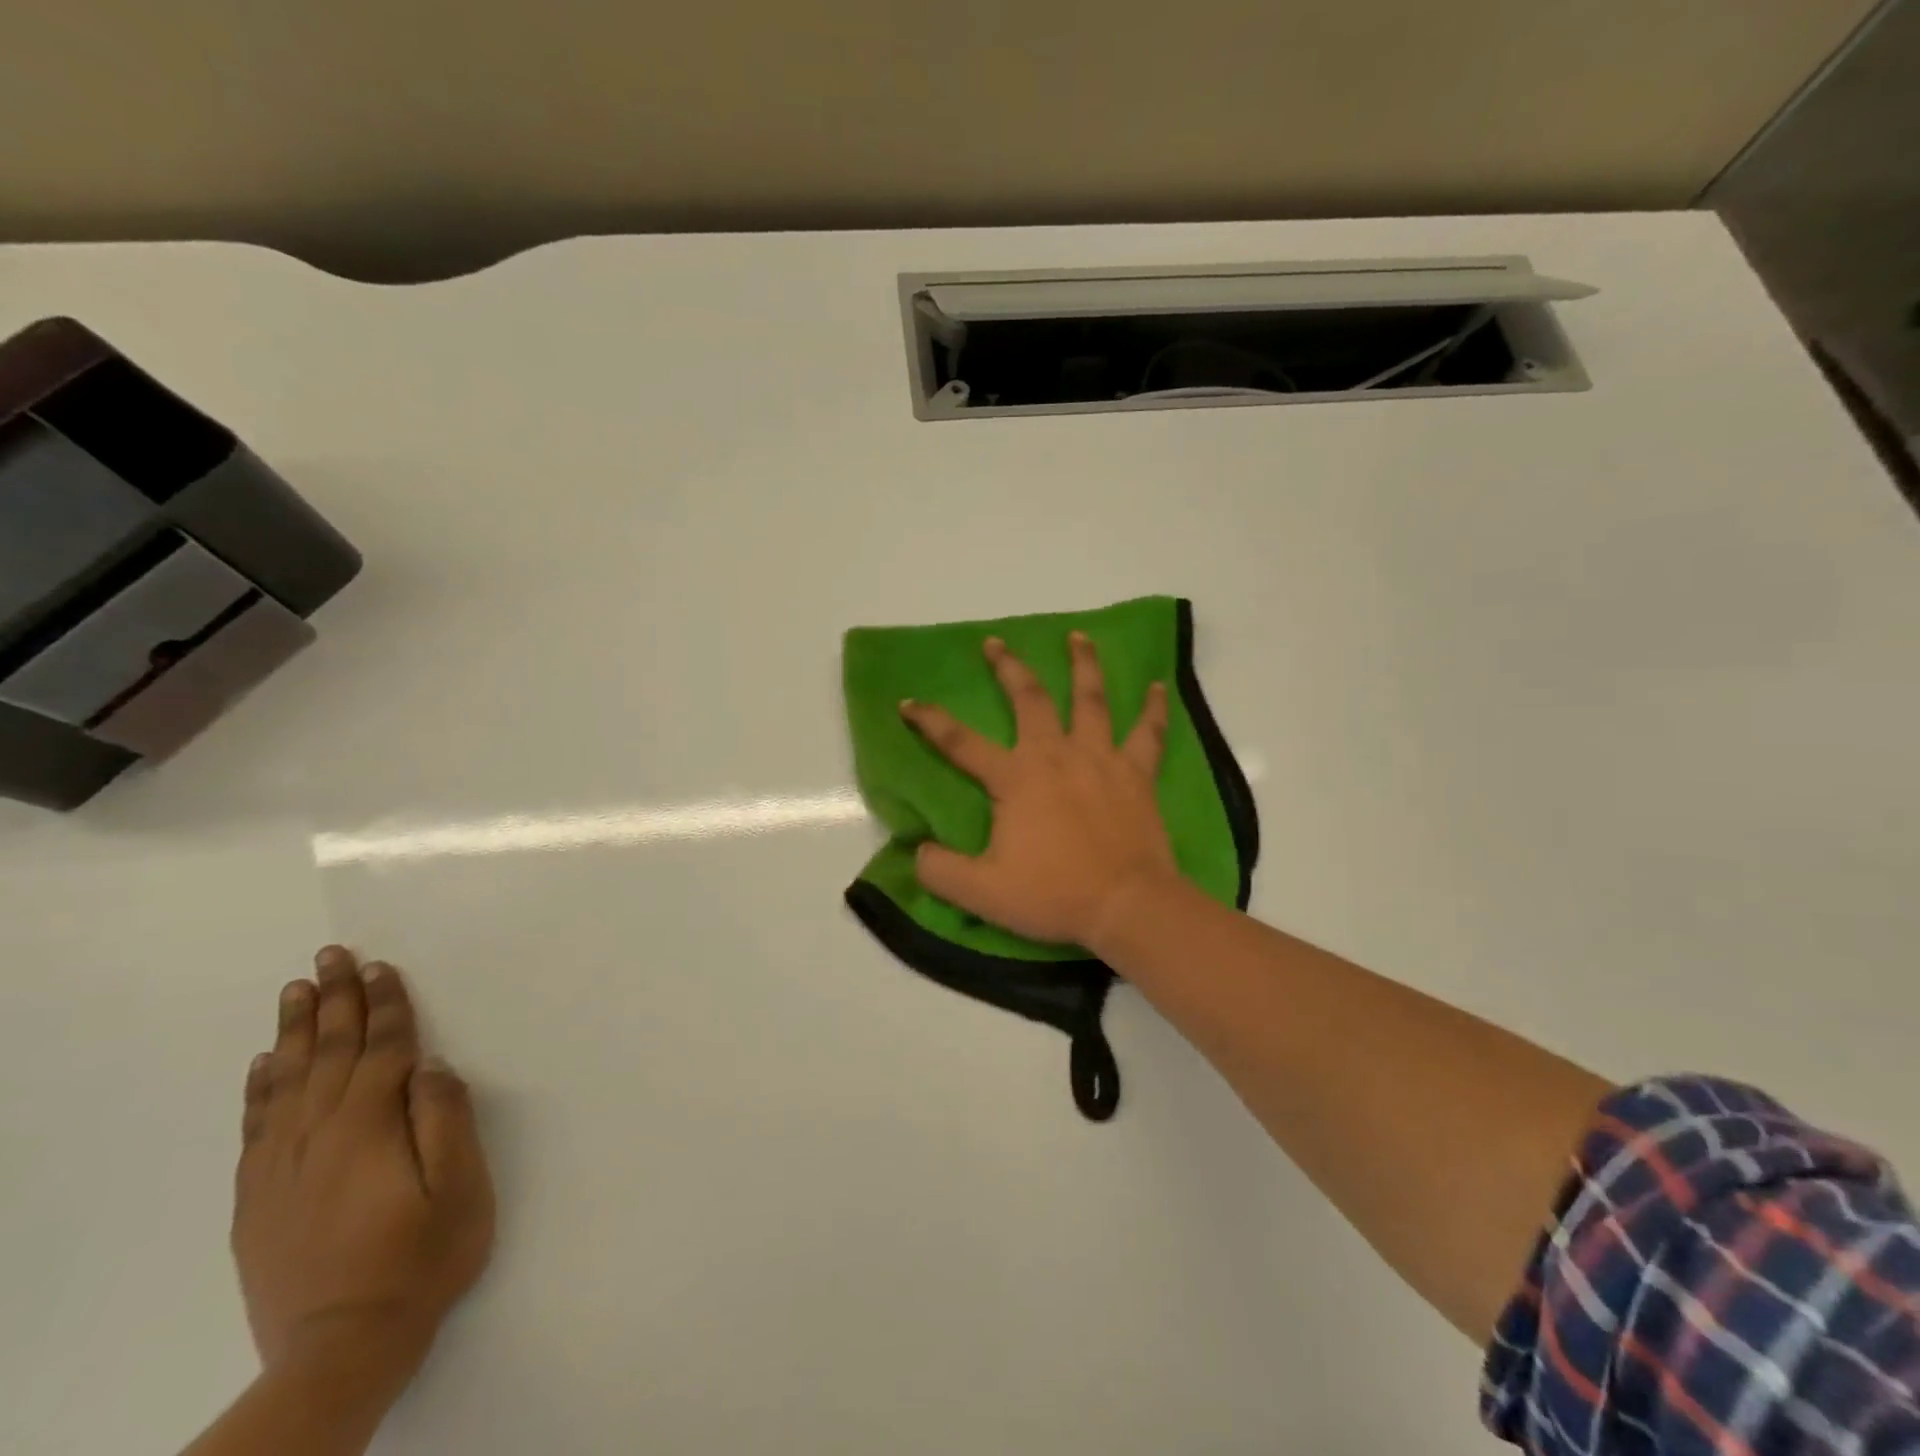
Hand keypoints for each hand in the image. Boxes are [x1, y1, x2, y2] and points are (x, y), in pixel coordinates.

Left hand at [232, 947, 494, 1380]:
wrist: (342, 1349)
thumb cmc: (422, 1257)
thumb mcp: (460, 1187)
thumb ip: (444, 1119)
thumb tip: (430, 1065)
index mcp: (369, 1128)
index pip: (379, 1049)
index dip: (384, 1005)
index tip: (380, 966)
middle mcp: (317, 1137)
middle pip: (327, 1054)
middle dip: (333, 1000)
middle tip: (330, 956)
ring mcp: (280, 1168)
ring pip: (285, 1081)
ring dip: (294, 1031)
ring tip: (296, 990)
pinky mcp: (258, 1199)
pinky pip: (255, 1125)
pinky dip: (259, 1087)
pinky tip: (263, 1063)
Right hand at [899, 631, 1178, 947]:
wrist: (1128, 905)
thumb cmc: (1054, 895)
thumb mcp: (981, 892)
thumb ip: (940, 870)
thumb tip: (916, 851)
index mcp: (1016, 778)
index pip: (960, 742)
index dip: (930, 721)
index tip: (907, 703)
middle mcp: (1056, 754)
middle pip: (1030, 699)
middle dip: (1009, 667)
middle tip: (995, 643)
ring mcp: (1101, 758)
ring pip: (1091, 699)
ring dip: (1083, 664)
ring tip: (1077, 636)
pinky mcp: (1137, 773)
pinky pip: (1148, 732)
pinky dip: (1154, 707)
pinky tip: (1156, 685)